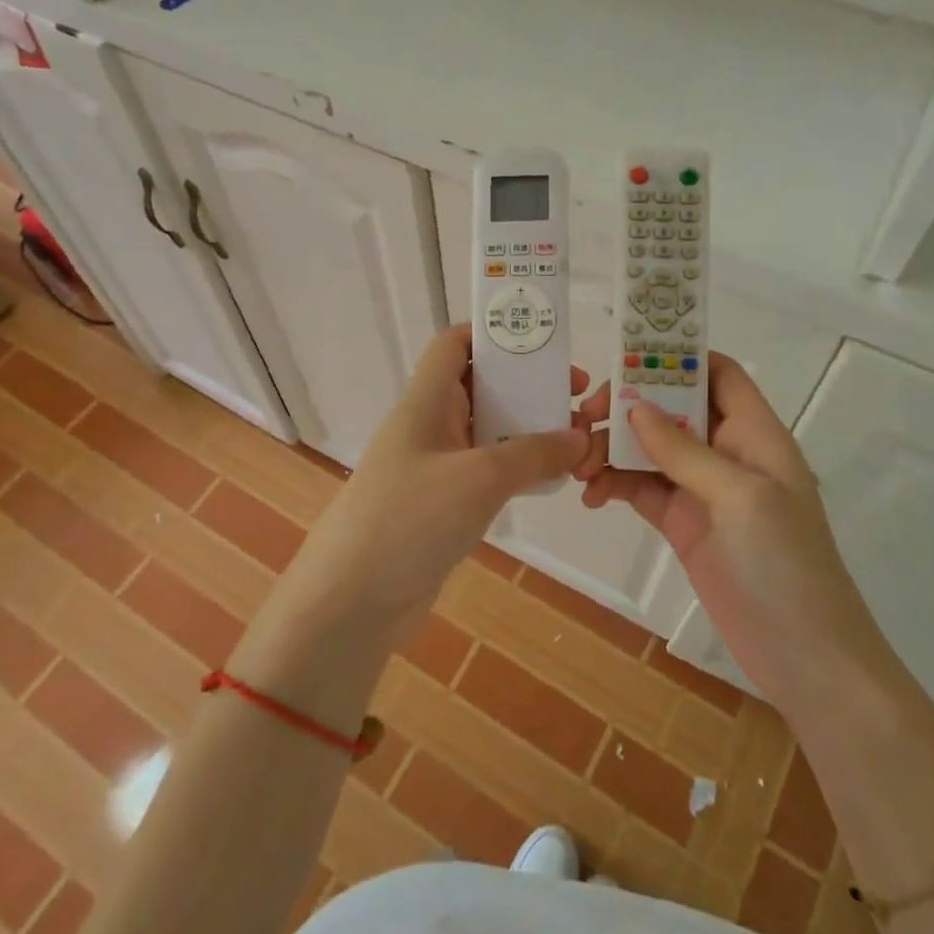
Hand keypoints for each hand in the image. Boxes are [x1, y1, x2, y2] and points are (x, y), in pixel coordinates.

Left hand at [287, 324, 593, 633]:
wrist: (354, 598)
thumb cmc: (412, 517)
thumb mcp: (481, 477)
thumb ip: (534, 452)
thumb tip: (578, 437)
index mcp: (426, 401)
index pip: (454, 345)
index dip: (493, 335)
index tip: (543, 344)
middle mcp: (428, 426)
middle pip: (479, 386)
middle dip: (526, 386)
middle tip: (575, 397)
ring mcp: (433, 467)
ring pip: (485, 432)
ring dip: (526, 431)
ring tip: (573, 438)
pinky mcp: (441, 505)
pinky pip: (484, 472)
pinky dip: (515, 469)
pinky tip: (548, 480)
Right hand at [575, 354, 887, 705]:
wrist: (803, 656)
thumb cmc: (785, 565)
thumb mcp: (740, 497)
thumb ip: (685, 451)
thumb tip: (635, 408)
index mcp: (754, 433)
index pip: (717, 373)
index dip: (677, 357)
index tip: (624, 357)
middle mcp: (727, 452)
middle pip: (671, 408)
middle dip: (627, 406)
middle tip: (584, 417)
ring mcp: (702, 490)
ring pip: (648, 449)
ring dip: (611, 449)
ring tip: (577, 467)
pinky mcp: (682, 524)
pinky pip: (641, 489)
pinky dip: (614, 485)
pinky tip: (592, 496)